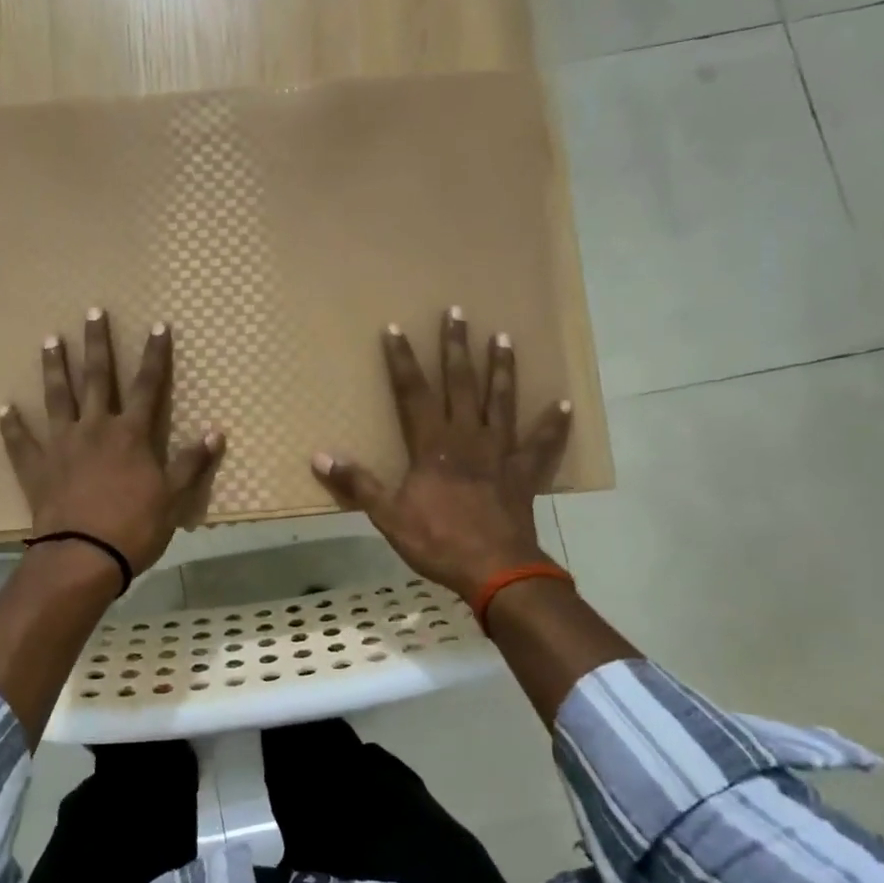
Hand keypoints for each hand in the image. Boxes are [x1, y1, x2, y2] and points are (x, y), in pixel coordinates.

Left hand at [0, 309, 224, 576]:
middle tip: (92, 312)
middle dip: (97, 344)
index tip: (157, 326)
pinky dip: (12, 426)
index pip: (148, 386)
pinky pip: (20, 442)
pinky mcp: (36, 468)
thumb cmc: (135, 527)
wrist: (83, 556)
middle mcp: (95, 429)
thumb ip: (192, 463)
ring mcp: (62, 445)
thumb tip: (217, 432)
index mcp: (131, 434)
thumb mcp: (174, 498)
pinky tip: (3, 408)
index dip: (155, 355)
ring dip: (55, 368)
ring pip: (57, 398)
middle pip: (98, 379)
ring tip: (50, 341)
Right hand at [310, 307, 571, 596]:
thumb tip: (319, 457)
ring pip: (501, 402)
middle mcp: (468, 438)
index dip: (402, 361)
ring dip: (502, 369)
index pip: (413, 392)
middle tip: (458, 313)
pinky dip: (554, 425)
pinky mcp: (524, 473)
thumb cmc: (438, 541)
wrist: (495, 569)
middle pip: (461, 384)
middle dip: (455, 348)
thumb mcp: (388, 515)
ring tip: (504, 338)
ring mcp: (500, 453)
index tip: (395, 328)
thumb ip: (358, 483)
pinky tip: (565, 404)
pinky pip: (542, 444)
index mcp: (433, 445)